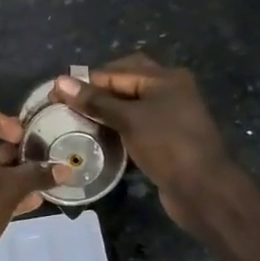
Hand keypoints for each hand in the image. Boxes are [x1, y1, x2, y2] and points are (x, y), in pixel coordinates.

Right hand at [51, 55, 230, 227]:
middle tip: (69, 105)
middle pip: (126, 84)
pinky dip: (117, 129)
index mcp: (165, 78)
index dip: (86, 80)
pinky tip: (98, 138)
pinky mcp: (166, 139)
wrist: (203, 190)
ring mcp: (170, 116)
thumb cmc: (167, 145)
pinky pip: (136, 126)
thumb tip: (60, 82)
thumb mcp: (129, 119)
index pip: (117, 70)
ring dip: (106, 112)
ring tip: (76, 121)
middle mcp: (170, 91)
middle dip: (97, 93)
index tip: (56, 93)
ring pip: (130, 106)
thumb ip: (95, 101)